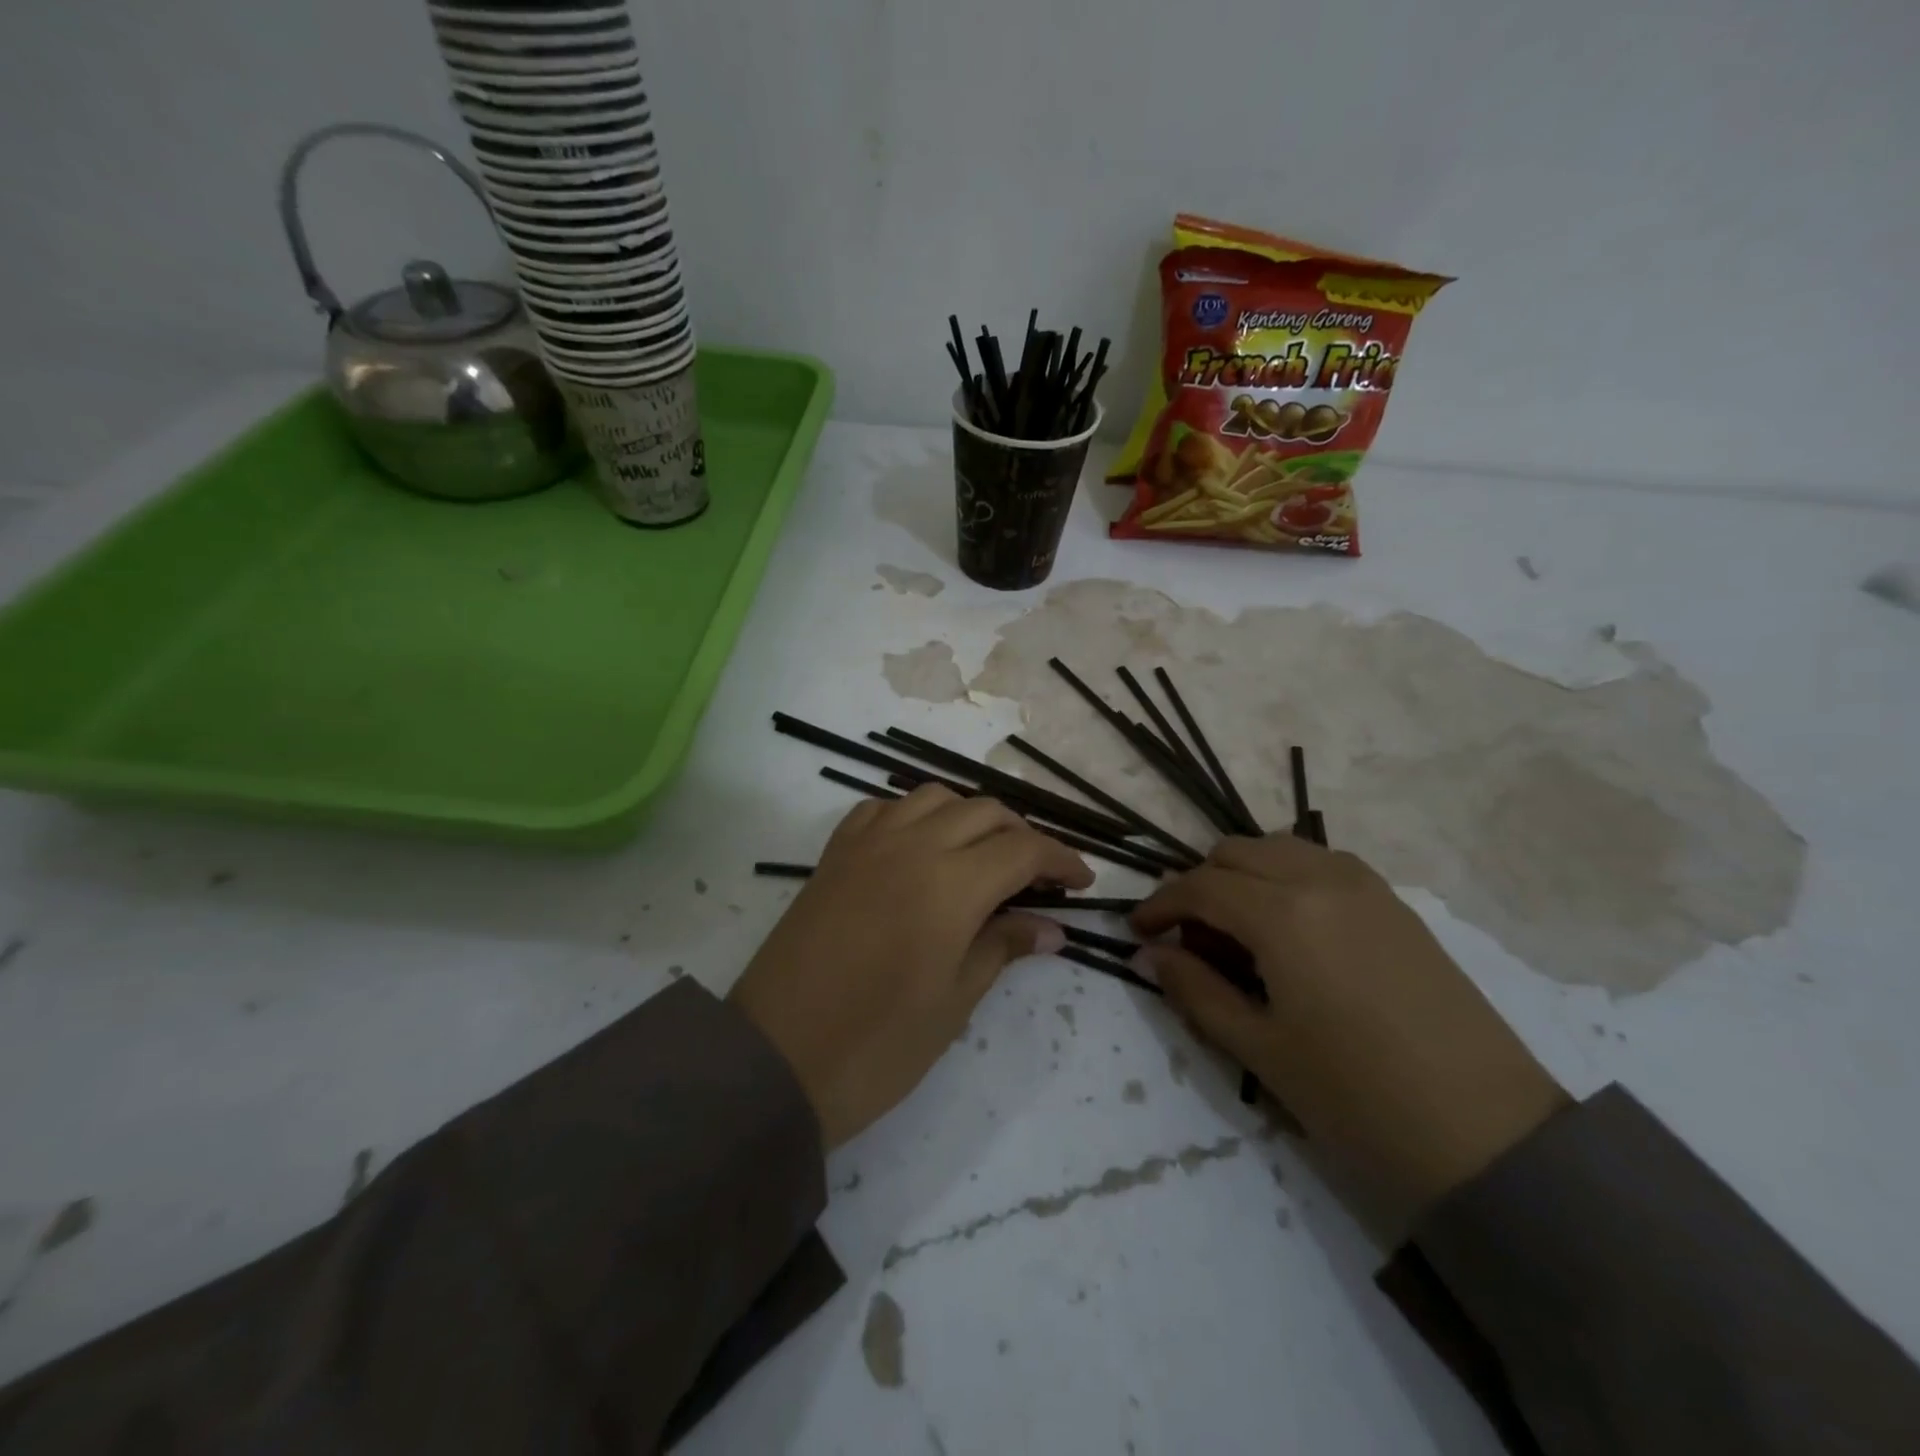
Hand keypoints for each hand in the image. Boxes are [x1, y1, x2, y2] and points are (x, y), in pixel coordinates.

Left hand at [731, 785, 1091, 1148]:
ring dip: (969, 816)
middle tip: (1038, 875)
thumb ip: (1002, 948)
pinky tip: (919, 847)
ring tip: (981, 856)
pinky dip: (913, 816)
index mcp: (951, 883)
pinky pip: (882, 809)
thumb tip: (1051, 928)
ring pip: (934, 798)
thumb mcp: (953, 1002)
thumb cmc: (876, 1045)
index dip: (1060, 859)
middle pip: (984, 812)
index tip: (1082, 882)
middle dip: (1022, 835)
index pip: (1023, 849)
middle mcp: (911, 845)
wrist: (774, 1059)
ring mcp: (866, 843)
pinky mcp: (834, 855)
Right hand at [1133, 835, 1568, 1220]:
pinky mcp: (1396, 904)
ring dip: (1245, 875)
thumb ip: (1195, 991)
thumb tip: (1150, 955)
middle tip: (1192, 941)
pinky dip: (1287, 878)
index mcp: (1283, 914)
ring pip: (1280, 849)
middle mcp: (1321, 879)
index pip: (1199, 887)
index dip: (1159, 905)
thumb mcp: (1260, 1049)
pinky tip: (1291, 932)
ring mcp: (1366, 886)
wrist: (1491, 1137)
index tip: (1138, 932)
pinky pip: (1322, 864)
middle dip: (1200, 885)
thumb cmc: (1358, 1098)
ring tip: (1240, 934)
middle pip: (1236, 852)